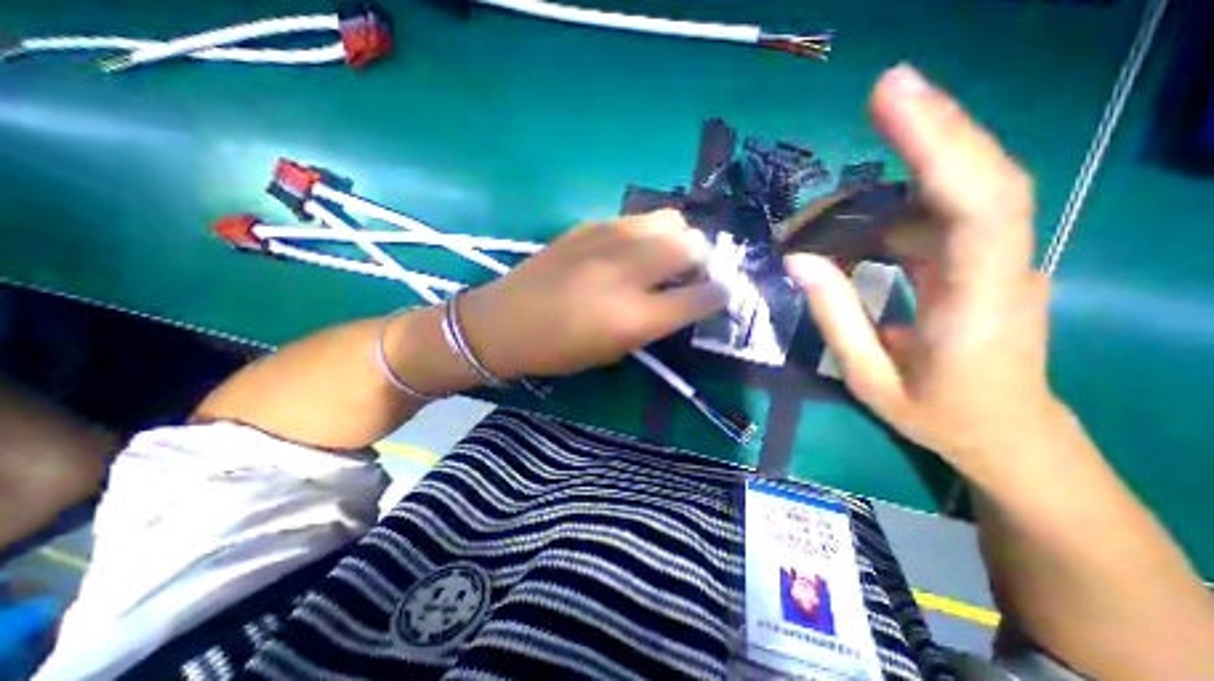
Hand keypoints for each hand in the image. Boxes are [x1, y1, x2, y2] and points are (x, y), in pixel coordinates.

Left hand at [456, 211, 718, 380]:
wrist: (504, 322)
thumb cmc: (559, 350)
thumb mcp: (615, 350)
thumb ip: (655, 322)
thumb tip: (685, 297)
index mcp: (636, 316)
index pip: (701, 296)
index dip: (719, 293)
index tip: (720, 293)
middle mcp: (629, 272)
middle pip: (693, 244)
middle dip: (702, 259)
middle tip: (689, 273)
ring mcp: (608, 240)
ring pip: (669, 219)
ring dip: (676, 238)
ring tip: (662, 256)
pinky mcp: (588, 225)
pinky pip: (635, 219)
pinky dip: (645, 233)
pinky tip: (629, 249)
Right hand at [788, 64, 1064, 478]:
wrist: (1007, 435)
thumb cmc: (938, 415)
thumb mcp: (870, 378)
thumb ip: (836, 317)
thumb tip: (799, 260)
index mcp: (980, 302)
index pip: (977, 204)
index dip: (939, 143)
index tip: (894, 97)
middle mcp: (1002, 265)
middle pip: (979, 178)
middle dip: (933, 128)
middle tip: (882, 93)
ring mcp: (995, 259)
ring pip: (950, 197)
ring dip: (887, 189)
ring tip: (821, 217)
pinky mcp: (978, 261)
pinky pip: (934, 221)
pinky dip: (887, 217)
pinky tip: (847, 236)